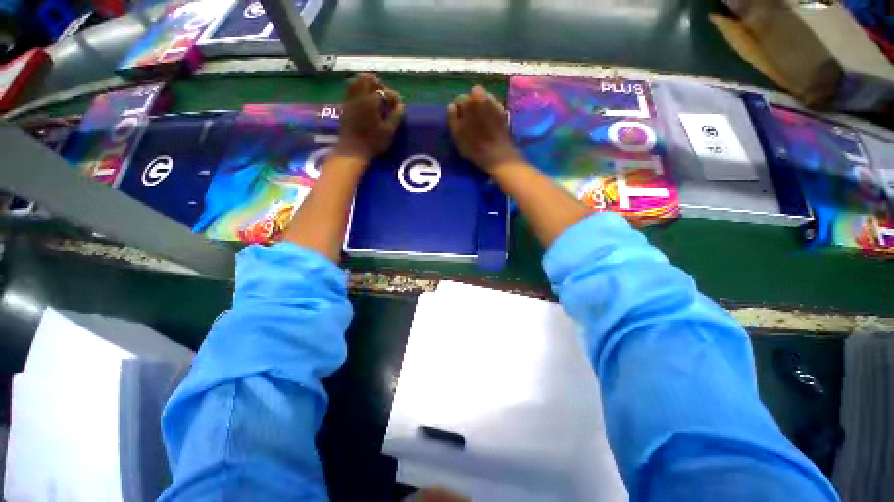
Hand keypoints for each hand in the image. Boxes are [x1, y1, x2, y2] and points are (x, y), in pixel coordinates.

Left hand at [334, 73, 404, 161]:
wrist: (353, 149)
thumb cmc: (373, 142)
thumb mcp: (388, 131)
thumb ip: (396, 116)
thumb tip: (401, 106)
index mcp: (372, 101)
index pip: (385, 92)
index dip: (393, 96)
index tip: (398, 104)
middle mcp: (360, 96)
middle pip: (368, 80)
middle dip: (378, 84)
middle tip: (385, 94)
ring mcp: (350, 100)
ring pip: (357, 82)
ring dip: (366, 83)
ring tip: (373, 91)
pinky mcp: (345, 106)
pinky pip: (350, 90)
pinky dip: (357, 88)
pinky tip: (362, 96)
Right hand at [447, 85, 522, 172]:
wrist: (496, 153)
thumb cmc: (473, 145)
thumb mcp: (456, 134)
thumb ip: (452, 117)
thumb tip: (452, 106)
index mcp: (469, 102)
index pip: (459, 99)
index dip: (458, 110)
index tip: (459, 120)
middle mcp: (482, 97)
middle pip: (473, 94)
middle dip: (471, 103)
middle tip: (470, 118)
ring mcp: (494, 103)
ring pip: (485, 98)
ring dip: (481, 105)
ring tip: (480, 120)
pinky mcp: (503, 111)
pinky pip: (494, 106)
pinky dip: (490, 110)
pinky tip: (489, 122)